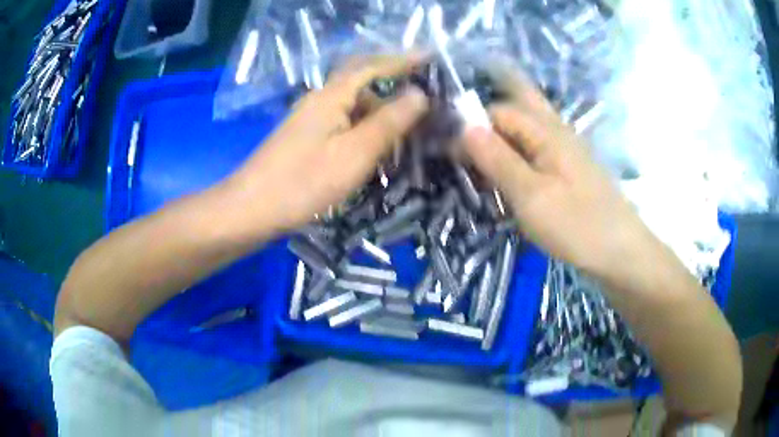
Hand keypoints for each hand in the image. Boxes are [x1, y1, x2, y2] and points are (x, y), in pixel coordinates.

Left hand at [225, 55, 428, 233]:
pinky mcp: (305, 140)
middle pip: (363, 83)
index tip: (432, 57)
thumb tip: (419, 94)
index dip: (404, 60)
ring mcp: (310, 120)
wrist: (250, 210)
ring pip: (353, 107)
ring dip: (381, 113)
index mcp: (332, 96)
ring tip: (408, 130)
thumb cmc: (303, 182)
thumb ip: (388, 122)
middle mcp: (320, 100)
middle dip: (395, 85)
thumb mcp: (354, 153)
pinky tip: (376, 149)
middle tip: (425, 99)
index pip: (374, 66)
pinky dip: (364, 130)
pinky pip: (343, 125)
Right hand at [461, 67, 655, 277]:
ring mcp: (567, 150)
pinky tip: (510, 178)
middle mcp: (557, 131)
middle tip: (468, 147)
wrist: (621, 253)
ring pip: (527, 129)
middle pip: (519, 106)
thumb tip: (464, 127)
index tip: (451, 154)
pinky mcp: (570, 170)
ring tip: (482, 165)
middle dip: (491, 117)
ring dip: (503, 138)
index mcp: (547, 131)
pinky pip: (537, 150)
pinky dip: (518, 156)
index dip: (472, 126)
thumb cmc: (578, 226)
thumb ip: (498, 159)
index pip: (499, 111)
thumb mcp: (531, 196)